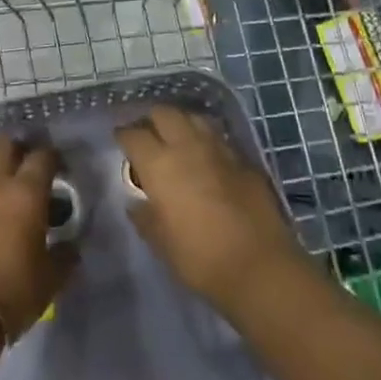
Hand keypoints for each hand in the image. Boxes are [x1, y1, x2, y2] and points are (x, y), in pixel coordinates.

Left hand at [0, 135, 75, 340]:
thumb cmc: (13, 290)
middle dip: (18, 148)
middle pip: (3, 145)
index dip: (53, 157)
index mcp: (26, 193)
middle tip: (29, 167)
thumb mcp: (50, 278)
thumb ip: (64, 256)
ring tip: (4, 195)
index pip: (42, 157)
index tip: (61, 168)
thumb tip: (69, 247)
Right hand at [116, 106, 304, 318]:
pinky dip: (206, 142)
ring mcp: (220, 150)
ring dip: (181, 124)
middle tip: (148, 136)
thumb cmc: (199, 257)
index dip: (123, 136)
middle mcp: (187, 146)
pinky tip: (206, 159)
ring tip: (177, 140)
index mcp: (159, 164)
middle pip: (165, 113)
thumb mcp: (159, 241)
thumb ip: (144, 215)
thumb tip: (137, 202)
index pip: (133, 135)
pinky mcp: (245, 160)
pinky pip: (219, 139)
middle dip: (152, 120)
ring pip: (195, 118)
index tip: (120, 142)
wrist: (260, 266)